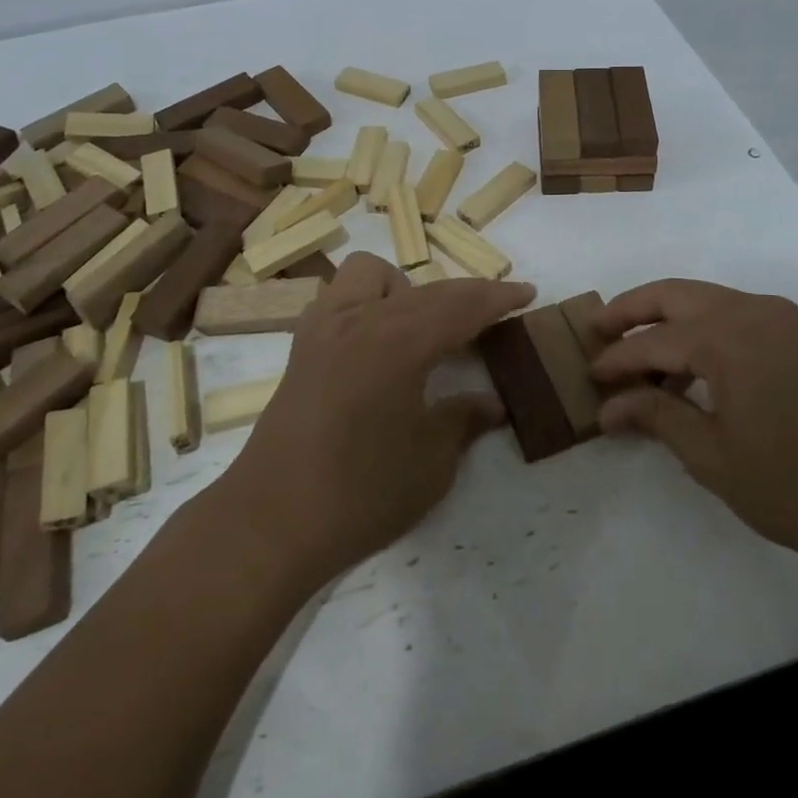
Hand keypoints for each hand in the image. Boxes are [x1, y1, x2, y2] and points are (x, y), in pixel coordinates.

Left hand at [217, 253, 534, 585]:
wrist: (271, 522)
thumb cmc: (360, 494)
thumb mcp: (431, 463)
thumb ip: (463, 421)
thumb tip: (492, 404)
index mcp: (400, 342)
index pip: (461, 305)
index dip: (498, 298)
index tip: (526, 293)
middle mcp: (361, 319)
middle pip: (426, 289)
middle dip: (464, 295)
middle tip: (491, 318)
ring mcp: (325, 328)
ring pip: (371, 274)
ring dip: (405, 288)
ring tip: (422, 328)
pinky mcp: (302, 346)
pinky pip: (340, 297)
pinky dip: (367, 301)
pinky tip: (376, 340)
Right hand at [590, 280, 797, 576]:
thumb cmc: (791, 486)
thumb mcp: (711, 455)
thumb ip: (655, 416)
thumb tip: (607, 407)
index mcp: (726, 336)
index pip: (652, 341)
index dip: (616, 359)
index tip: (589, 377)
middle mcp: (751, 310)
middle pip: (674, 295)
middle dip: (632, 309)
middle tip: (598, 328)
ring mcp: (780, 319)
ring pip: (705, 300)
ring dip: (668, 319)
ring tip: (639, 354)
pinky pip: (734, 316)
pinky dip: (702, 329)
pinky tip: (689, 367)